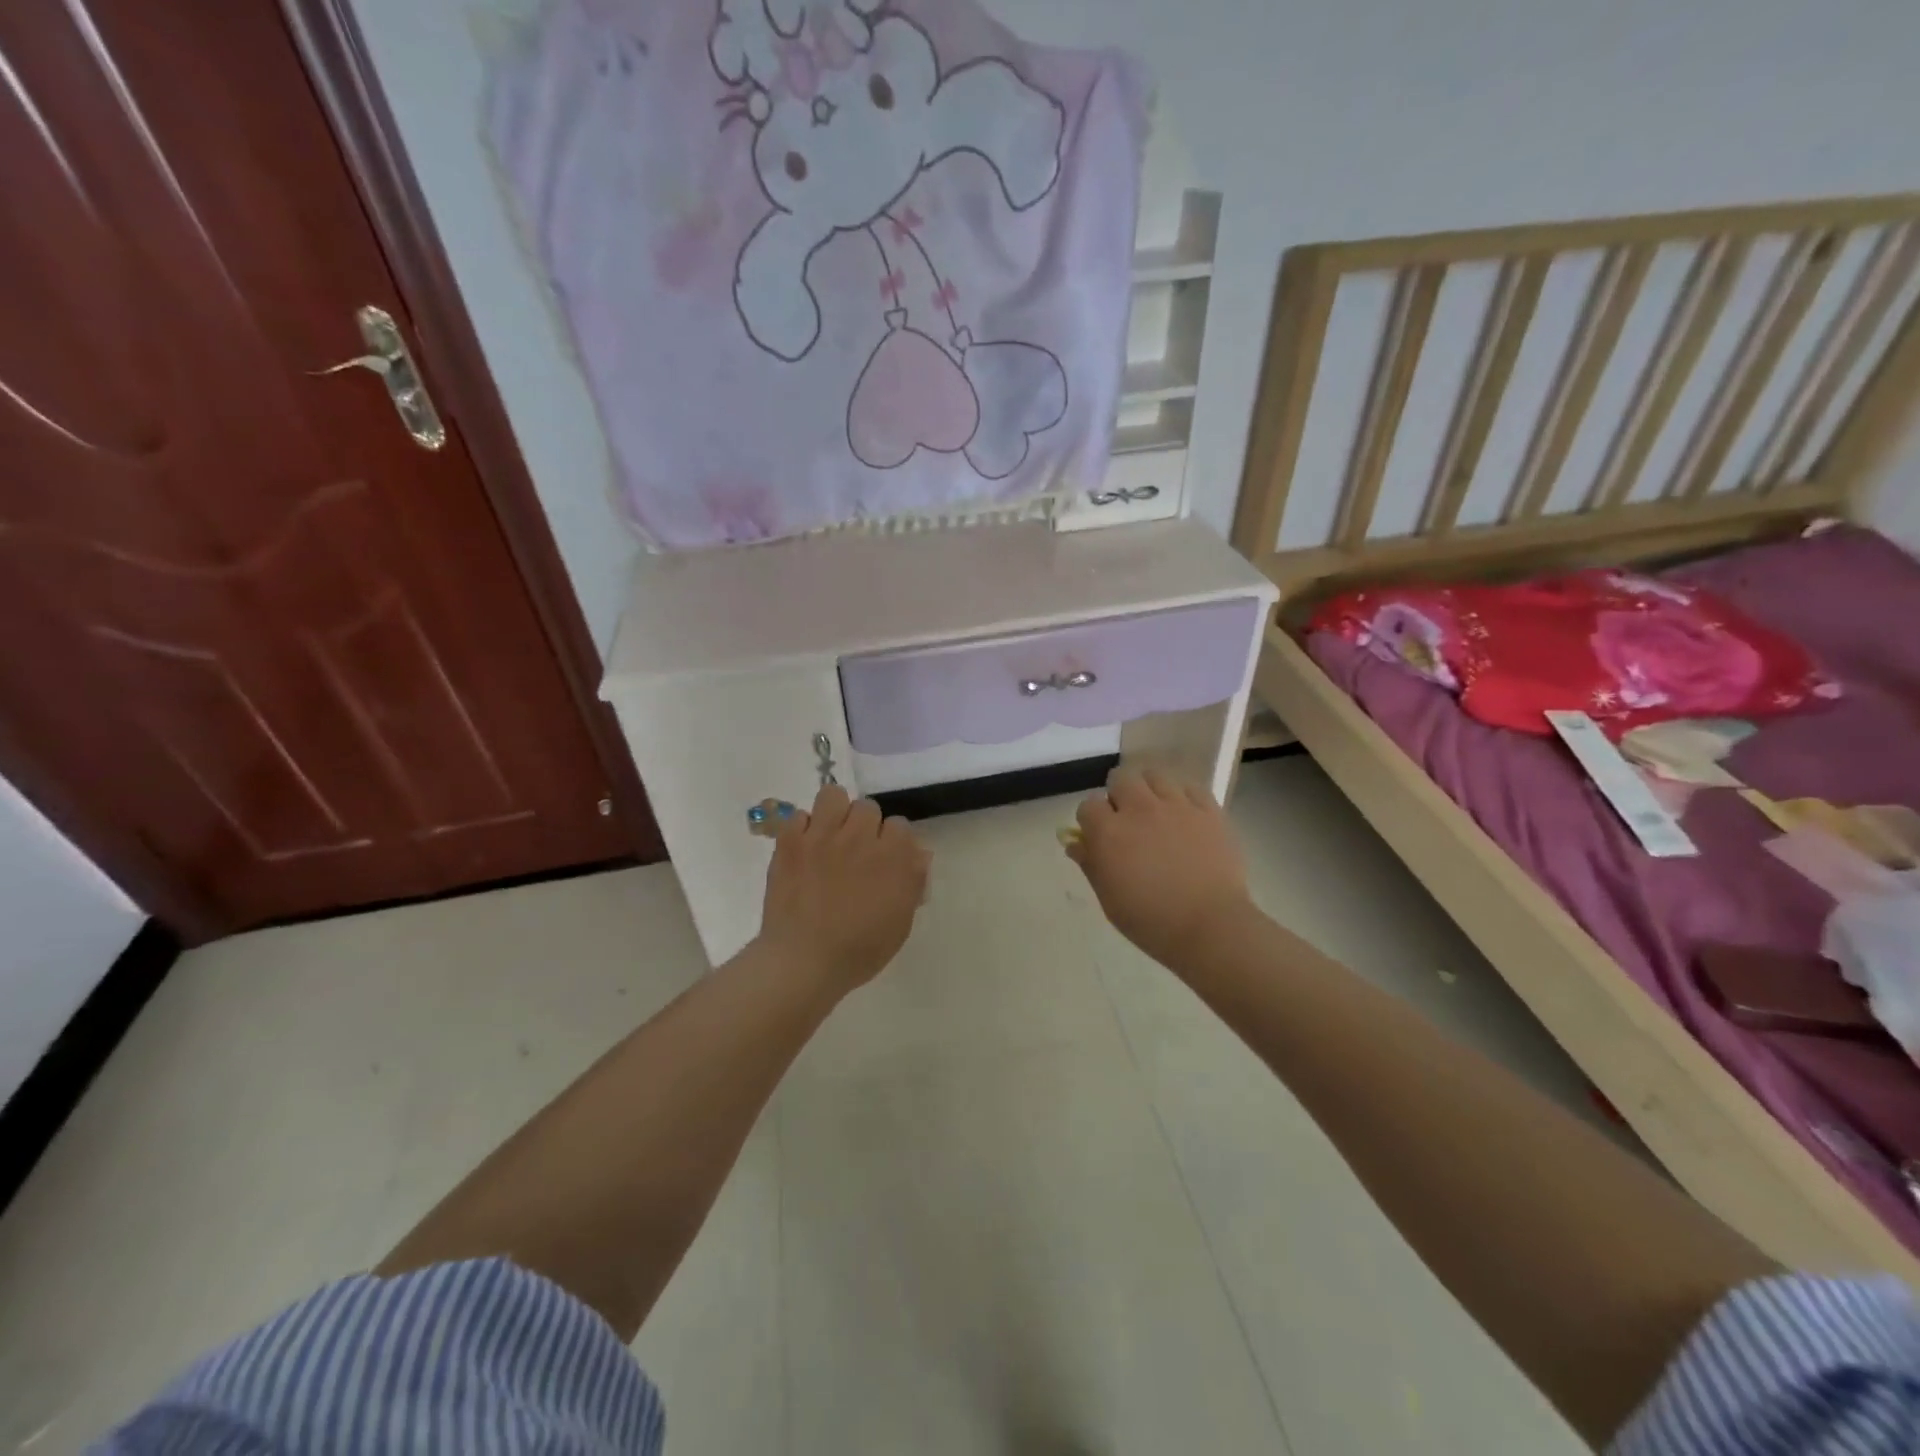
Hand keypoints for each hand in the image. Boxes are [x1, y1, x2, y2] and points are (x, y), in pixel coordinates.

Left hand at [759, 785, 930, 993]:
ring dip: (834, 813)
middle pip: (868, 807)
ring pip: (833, 796)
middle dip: (865, 825)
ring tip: (829, 835)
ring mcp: (822, 836)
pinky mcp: (790, 842)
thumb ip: (912, 882)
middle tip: (856, 851)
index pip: (901, 825)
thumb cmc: (859, 951)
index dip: (893, 842)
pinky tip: (802, 849)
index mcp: (893, 856)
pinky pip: (798, 815)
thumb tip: (919, 854)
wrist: (804, 961)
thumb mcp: (900, 923)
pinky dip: (801, 829)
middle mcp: (860, 837)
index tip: (885, 860)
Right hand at [1066, 767, 1255, 969]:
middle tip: (1126, 820)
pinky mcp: (1208, 811)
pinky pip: (1191, 787)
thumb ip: (1090, 865)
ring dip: (1149, 789)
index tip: (1098, 836)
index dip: (1091, 820)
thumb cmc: (1151, 921)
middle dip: (1118, 795)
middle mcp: (1139, 809)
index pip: (1088, 805)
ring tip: (1155, 811)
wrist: (1210, 927)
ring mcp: (1177, 806)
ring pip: (1155, 775)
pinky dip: (1182, 796)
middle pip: (1120, 778)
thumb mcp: (1109, 899)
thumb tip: (1075, 843)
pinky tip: (1184, 814)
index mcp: (1109, 832)